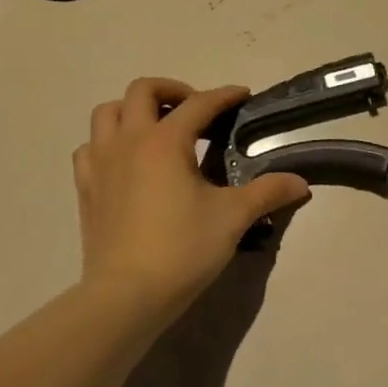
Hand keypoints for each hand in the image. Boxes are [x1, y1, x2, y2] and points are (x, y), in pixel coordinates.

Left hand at [72, 78, 309, 335]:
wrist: (126, 295)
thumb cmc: (183, 248)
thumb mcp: (233, 217)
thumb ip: (268, 192)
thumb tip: (301, 183)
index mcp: (166, 141)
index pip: (199, 104)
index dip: (224, 95)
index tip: (243, 95)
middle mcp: (129, 142)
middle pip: (142, 91)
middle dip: (172, 91)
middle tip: (196, 109)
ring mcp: (101, 163)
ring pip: (107, 113)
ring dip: (134, 110)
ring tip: (159, 128)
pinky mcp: (86, 188)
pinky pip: (90, 147)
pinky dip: (109, 142)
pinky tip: (127, 161)